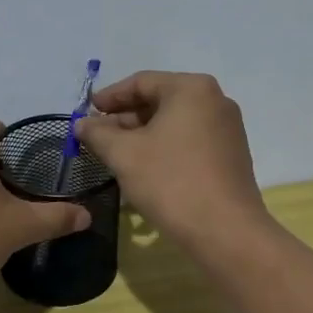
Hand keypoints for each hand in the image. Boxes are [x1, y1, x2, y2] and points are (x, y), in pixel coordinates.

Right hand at [74, 71, 269, 251]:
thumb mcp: (124, 155)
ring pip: (174, 123)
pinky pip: (190, 140)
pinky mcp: (231, 154)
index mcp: (191, 88)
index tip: (86, 112)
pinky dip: (164, 147)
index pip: (141, 82)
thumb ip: (98, 134)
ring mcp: (227, 128)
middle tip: (97, 137)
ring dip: (143, 135)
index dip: (109, 97)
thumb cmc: (171, 182)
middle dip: (125, 118)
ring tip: (116, 154)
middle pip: (160, 100)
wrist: (225, 230)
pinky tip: (145, 167)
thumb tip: (81, 123)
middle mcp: (215, 100)